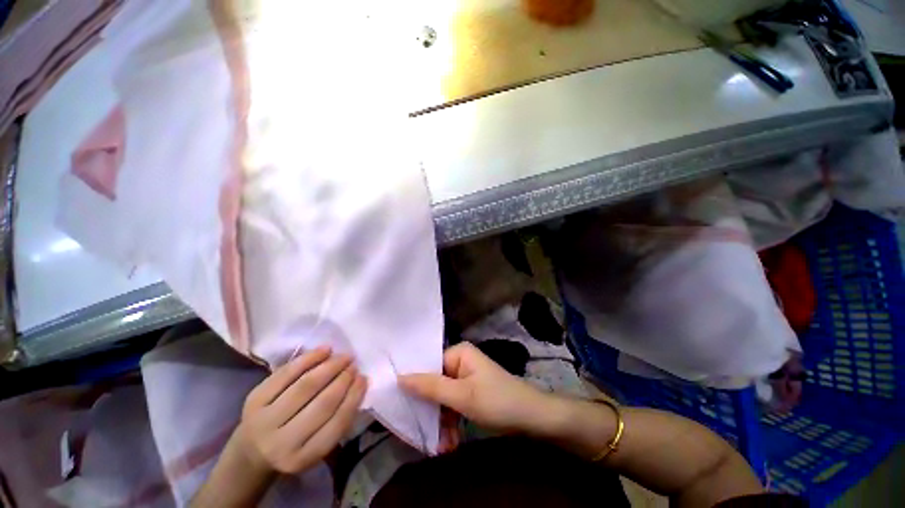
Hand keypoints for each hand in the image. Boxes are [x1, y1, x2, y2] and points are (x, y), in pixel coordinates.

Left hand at [235, 347, 367, 474]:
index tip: (364, 378)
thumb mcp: (316, 444)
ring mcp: (264, 420)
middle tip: (354, 365)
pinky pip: (285, 374)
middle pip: (321, 404)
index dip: (353, 398)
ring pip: (304, 386)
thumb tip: (359, 383)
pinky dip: (308, 359)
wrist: (250, 452)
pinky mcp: (253, 400)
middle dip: (342, 379)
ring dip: (329, 367)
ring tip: (343, 357)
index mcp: (302, 458)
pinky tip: (324, 350)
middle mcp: (281, 443)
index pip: (336, 424)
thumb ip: (337, 420)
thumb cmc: (293, 446)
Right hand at [398, 342, 556, 435]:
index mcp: (459, 352)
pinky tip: (450, 443)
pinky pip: (454, 404)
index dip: (415, 386)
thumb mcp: (462, 396)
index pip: (429, 366)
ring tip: (441, 447)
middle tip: (423, 434)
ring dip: (441, 422)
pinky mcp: (472, 391)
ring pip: (444, 398)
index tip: (402, 407)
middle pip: (435, 384)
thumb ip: (430, 387)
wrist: (533, 418)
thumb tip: (399, 378)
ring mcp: (467, 377)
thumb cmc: (497, 401)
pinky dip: (451, 422)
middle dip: (431, 411)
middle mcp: (461, 361)